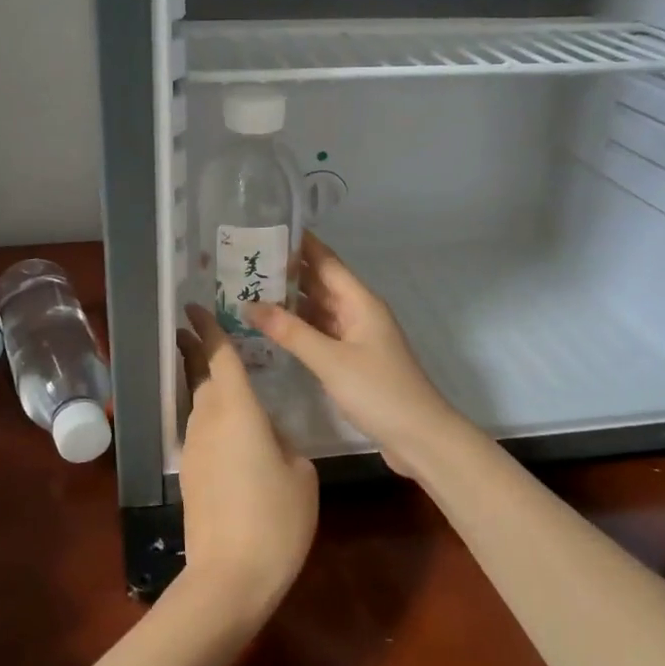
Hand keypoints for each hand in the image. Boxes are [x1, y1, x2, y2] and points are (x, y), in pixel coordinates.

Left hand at [174, 306, 317, 616]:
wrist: (229, 576)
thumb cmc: (275, 517)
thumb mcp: (300, 472)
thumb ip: (284, 440)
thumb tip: (267, 433)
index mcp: (237, 409)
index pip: (219, 356)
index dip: (209, 328)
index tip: (194, 306)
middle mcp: (208, 419)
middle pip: (200, 374)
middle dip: (195, 349)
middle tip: (193, 328)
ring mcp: (195, 447)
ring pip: (198, 402)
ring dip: (201, 381)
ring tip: (214, 370)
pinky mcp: (192, 473)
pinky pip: (201, 430)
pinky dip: (210, 414)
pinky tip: (228, 425)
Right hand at [246, 234, 460, 479]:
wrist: (420, 437)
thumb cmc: (379, 391)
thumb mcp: (330, 360)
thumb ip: (290, 332)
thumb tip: (249, 304)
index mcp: (360, 301)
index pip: (325, 261)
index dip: (298, 243)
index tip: (264, 228)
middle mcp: (358, 312)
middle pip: (319, 283)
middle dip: (286, 273)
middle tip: (244, 263)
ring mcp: (356, 337)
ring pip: (318, 310)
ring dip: (289, 302)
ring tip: (248, 292)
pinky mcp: (352, 360)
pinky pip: (320, 334)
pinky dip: (298, 329)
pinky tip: (271, 329)